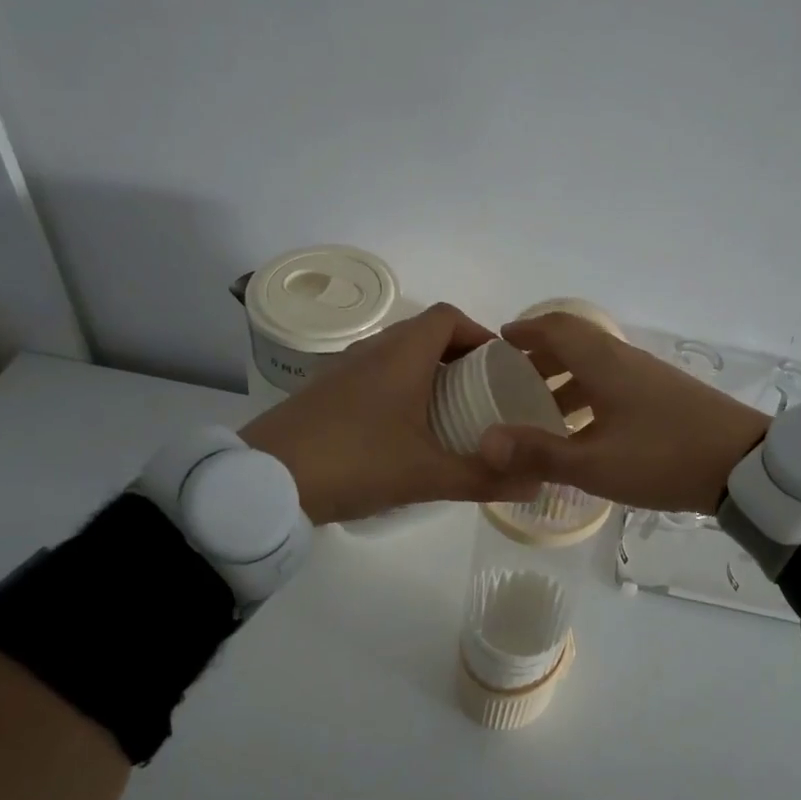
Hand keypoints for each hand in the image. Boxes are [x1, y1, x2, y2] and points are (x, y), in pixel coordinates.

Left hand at [241, 303, 539, 524]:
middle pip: (424, 333)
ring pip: (396, 354)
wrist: (264, 481)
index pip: (448, 317)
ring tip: (448, 412)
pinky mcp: (323, 392)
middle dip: (458, 356)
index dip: (479, 333)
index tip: (499, 367)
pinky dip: (398, 388)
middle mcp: (372, 350)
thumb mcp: (426, 476)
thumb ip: (482, 478)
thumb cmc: (354, 463)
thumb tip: (536, 482)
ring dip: (426, 372)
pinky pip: (373, 374)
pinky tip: (402, 430)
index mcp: (401, 355)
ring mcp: (342, 369)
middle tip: (482, 395)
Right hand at [478, 313, 771, 513]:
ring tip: (541, 411)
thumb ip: (539, 453)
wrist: (744, 466)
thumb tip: (485, 442)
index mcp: (604, 364)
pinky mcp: (666, 396)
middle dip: (540, 357)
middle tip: (512, 381)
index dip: (526, 330)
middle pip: (575, 344)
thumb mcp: (595, 464)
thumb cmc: (663, 457)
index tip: (498, 342)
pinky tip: (585, 431)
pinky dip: (589, 396)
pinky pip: (615, 384)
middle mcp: (625, 361)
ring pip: (596, 366)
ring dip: (565, 380)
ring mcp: (649, 377)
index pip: (557, 328)